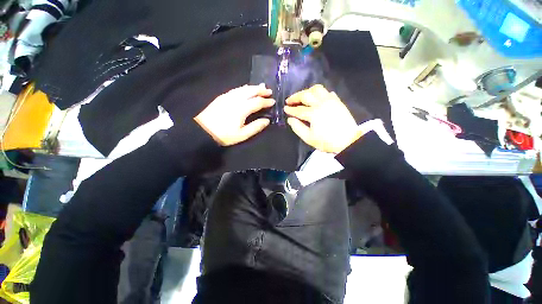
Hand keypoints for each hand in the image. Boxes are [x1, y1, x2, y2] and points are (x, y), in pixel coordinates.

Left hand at [194, 84, 274, 145]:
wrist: (203, 130)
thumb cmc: (224, 135)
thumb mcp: (242, 135)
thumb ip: (255, 127)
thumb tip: (267, 120)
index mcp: (242, 109)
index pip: (257, 102)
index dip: (266, 101)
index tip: (273, 101)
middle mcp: (236, 99)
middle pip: (250, 91)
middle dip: (261, 90)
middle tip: (269, 91)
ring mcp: (228, 96)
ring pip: (243, 88)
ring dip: (253, 87)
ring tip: (260, 87)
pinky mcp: (222, 97)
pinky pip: (236, 89)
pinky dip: (244, 88)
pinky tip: (246, 88)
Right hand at [285, 85, 362, 153]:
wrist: (348, 141)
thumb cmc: (327, 141)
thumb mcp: (309, 138)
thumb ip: (298, 128)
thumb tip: (290, 119)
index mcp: (313, 113)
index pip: (299, 109)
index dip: (290, 109)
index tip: (285, 108)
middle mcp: (321, 103)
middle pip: (306, 95)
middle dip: (295, 97)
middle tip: (289, 100)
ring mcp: (330, 100)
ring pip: (317, 89)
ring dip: (307, 91)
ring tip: (302, 97)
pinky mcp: (337, 101)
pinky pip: (327, 92)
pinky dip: (319, 93)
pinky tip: (317, 98)